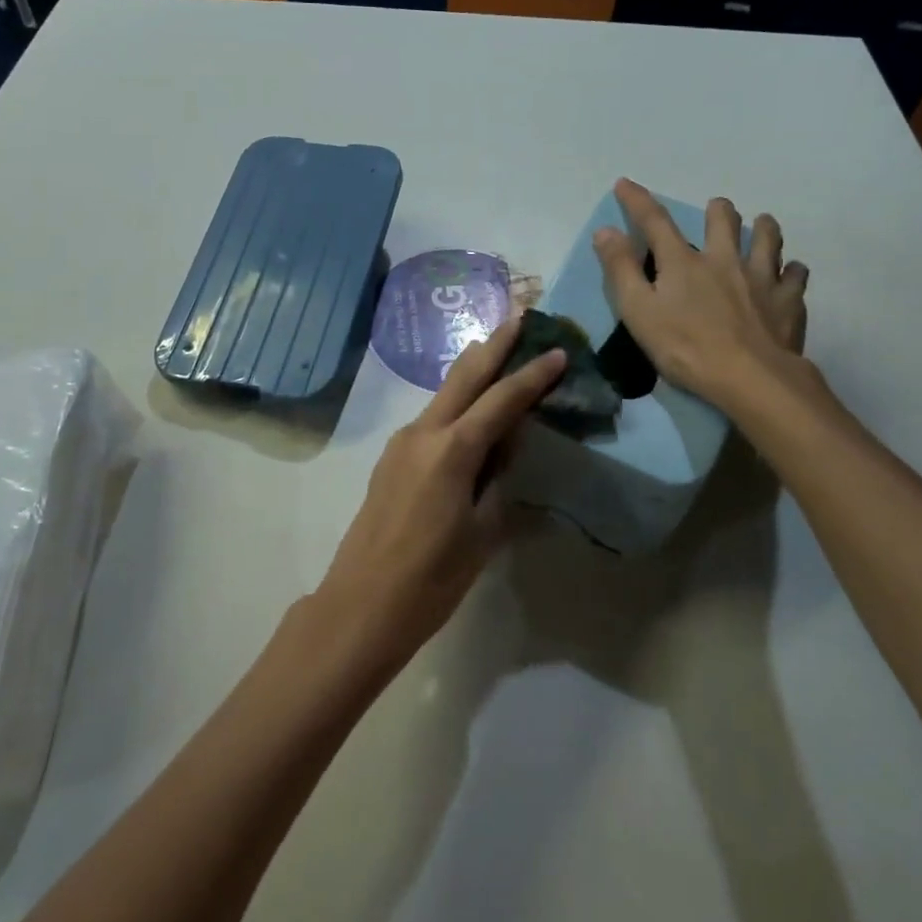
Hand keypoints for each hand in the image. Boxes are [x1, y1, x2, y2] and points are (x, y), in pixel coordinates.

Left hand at [317, 316, 564, 672]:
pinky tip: (472, 411)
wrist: (362, 603)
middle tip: (520, 318)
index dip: (533, 376)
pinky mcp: (392, 458)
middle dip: (494, 346)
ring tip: (499, 351)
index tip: (558, 351)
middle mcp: (424, 433)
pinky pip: (433, 419)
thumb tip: (506, 442)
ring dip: (473, 371)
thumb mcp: (482, 531)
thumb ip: (497, 477)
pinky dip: (457, 404)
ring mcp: (402, 443)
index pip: (502, 401)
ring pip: (445, 394)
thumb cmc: (432, 578)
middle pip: (464, 377)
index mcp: (452, 450)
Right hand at [592, 177, 812, 413]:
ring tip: (761, 226)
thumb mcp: (638, 311)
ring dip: (763, 228)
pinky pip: (796, 275)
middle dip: (718, 209)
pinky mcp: (789, 301)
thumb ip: (621, 270)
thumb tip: (605, 231)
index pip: (654, 221)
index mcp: (683, 263)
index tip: (625, 183)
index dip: (637, 200)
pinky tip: (789, 275)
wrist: (750, 378)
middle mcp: (724, 259)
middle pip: (724, 219)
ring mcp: (762, 277)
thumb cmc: (685, 348)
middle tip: (716, 210)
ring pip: (768, 238)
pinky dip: (791, 271)